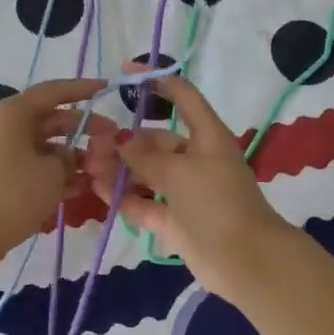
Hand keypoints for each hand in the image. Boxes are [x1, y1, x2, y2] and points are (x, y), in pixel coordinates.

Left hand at [0, 78, 104, 261]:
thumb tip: (70, 158)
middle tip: (112, 139)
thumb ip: (69, 159)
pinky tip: (82, 187)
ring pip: (43, 146)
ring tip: (101, 169)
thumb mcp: (52, 172)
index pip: (54, 92)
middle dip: (82, 129)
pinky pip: (32, 166)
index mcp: (13, 112)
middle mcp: (4, 126)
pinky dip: (55, 173)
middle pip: (50, 120)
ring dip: (72, 155)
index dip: (83, 89)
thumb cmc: (13, 192)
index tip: (108, 89)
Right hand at [84, 71, 291, 299]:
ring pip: (148, 173)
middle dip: (125, 141)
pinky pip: (146, 202)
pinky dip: (125, 197)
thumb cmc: (215, 202)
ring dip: (120, 169)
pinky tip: (98, 190)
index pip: (184, 97)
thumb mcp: (177, 171)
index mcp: (207, 136)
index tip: (127, 73)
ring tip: (88, 168)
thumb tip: (120, 139)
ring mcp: (187, 191)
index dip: (158, 81)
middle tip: (92, 144)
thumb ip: (144, 155)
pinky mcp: (177, 220)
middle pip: (156, 140)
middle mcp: (197, 159)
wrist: (245, 261)